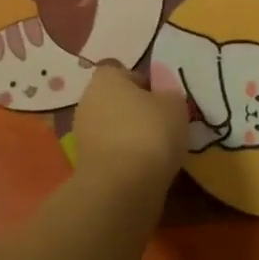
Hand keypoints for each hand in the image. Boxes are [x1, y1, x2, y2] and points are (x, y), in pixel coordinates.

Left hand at [74, 63, 186, 187]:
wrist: (122, 187)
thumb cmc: (150, 132)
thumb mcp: (175, 105)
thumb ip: (168, 96)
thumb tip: (162, 100)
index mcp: (105, 79)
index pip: (122, 72)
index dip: (143, 83)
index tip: (161, 99)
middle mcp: (87, 102)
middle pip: (115, 101)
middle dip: (135, 111)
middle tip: (162, 124)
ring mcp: (83, 135)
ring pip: (112, 128)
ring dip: (130, 136)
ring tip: (157, 150)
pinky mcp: (85, 165)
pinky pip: (111, 153)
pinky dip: (125, 159)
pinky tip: (145, 169)